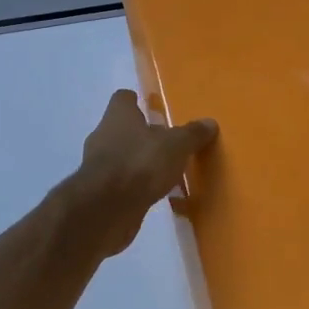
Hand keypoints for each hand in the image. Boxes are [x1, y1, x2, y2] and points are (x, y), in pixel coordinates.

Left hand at [70, 90, 217, 256]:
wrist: (106, 209)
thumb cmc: (140, 163)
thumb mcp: (176, 145)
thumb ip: (192, 134)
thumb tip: (209, 123)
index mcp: (118, 116)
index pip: (123, 99)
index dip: (136, 101)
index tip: (152, 107)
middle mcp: (103, 136)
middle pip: (123, 128)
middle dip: (142, 134)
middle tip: (167, 141)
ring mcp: (98, 165)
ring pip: (122, 156)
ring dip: (139, 161)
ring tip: (165, 169)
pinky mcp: (100, 192)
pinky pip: (122, 183)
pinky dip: (136, 185)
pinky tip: (156, 193)